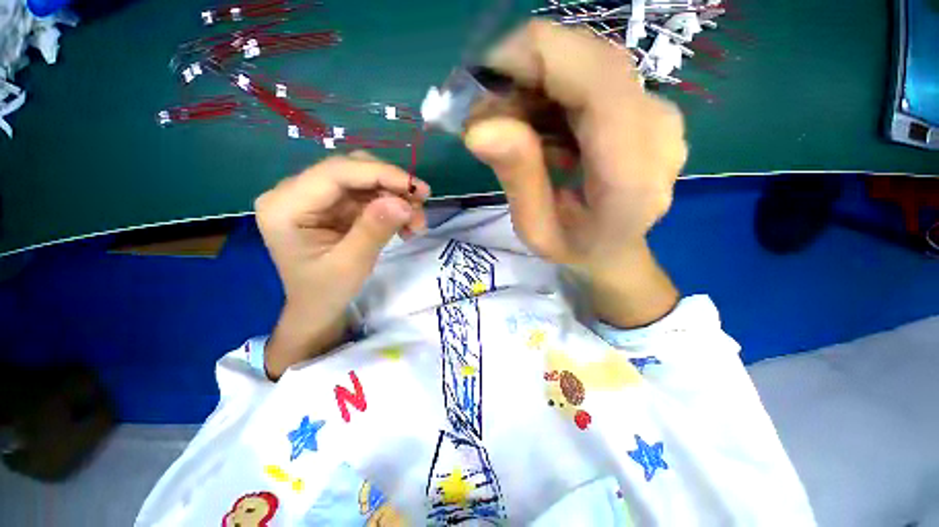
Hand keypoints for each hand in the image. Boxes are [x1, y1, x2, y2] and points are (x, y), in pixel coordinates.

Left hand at [255, 153, 430, 377]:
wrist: (318, 308)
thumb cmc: (326, 292)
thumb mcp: (351, 265)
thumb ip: (374, 230)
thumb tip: (403, 202)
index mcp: (285, 206)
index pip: (336, 173)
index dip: (381, 174)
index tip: (418, 188)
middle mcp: (295, 192)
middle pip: (351, 170)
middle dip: (391, 185)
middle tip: (421, 206)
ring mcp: (315, 197)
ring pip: (364, 180)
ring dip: (396, 197)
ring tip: (416, 222)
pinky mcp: (332, 205)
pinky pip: (368, 195)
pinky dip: (391, 206)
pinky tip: (406, 223)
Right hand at [464, 21, 682, 325]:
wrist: (615, 251)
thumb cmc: (575, 248)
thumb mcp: (536, 229)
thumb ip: (517, 177)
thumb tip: (479, 126)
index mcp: (632, 171)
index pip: (595, 75)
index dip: (532, 58)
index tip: (483, 84)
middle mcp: (658, 128)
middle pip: (587, 58)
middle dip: (525, 74)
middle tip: (491, 117)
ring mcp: (658, 112)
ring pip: (586, 62)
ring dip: (536, 85)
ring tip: (514, 131)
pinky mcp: (647, 106)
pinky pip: (591, 76)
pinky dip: (553, 92)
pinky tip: (541, 130)